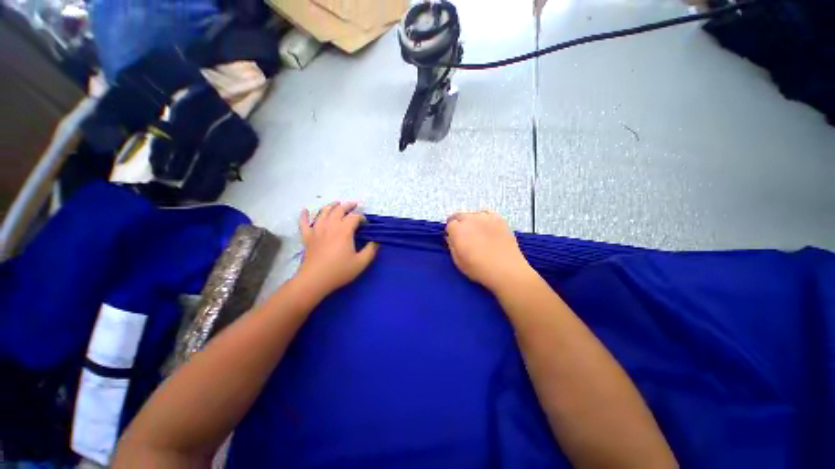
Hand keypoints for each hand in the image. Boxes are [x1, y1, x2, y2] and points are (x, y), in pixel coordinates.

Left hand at [296, 202, 378, 296]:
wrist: (314, 280)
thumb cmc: (339, 271)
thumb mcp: (361, 263)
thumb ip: (370, 250)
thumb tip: (375, 242)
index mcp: (344, 230)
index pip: (354, 217)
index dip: (362, 217)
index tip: (366, 224)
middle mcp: (330, 226)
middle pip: (339, 210)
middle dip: (348, 206)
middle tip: (354, 205)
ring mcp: (316, 230)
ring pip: (323, 212)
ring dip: (331, 206)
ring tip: (336, 203)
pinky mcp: (307, 237)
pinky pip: (303, 223)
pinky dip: (304, 215)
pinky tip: (304, 210)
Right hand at [445, 211, 534, 291]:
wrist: (506, 269)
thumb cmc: (478, 268)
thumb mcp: (458, 261)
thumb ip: (452, 246)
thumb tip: (450, 237)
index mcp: (458, 230)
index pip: (450, 225)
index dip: (451, 232)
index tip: (454, 239)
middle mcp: (470, 219)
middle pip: (459, 215)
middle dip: (459, 223)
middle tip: (463, 235)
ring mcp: (485, 217)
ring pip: (473, 214)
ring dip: (471, 221)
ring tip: (476, 231)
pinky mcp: (498, 218)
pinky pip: (487, 213)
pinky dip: (484, 218)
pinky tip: (487, 227)